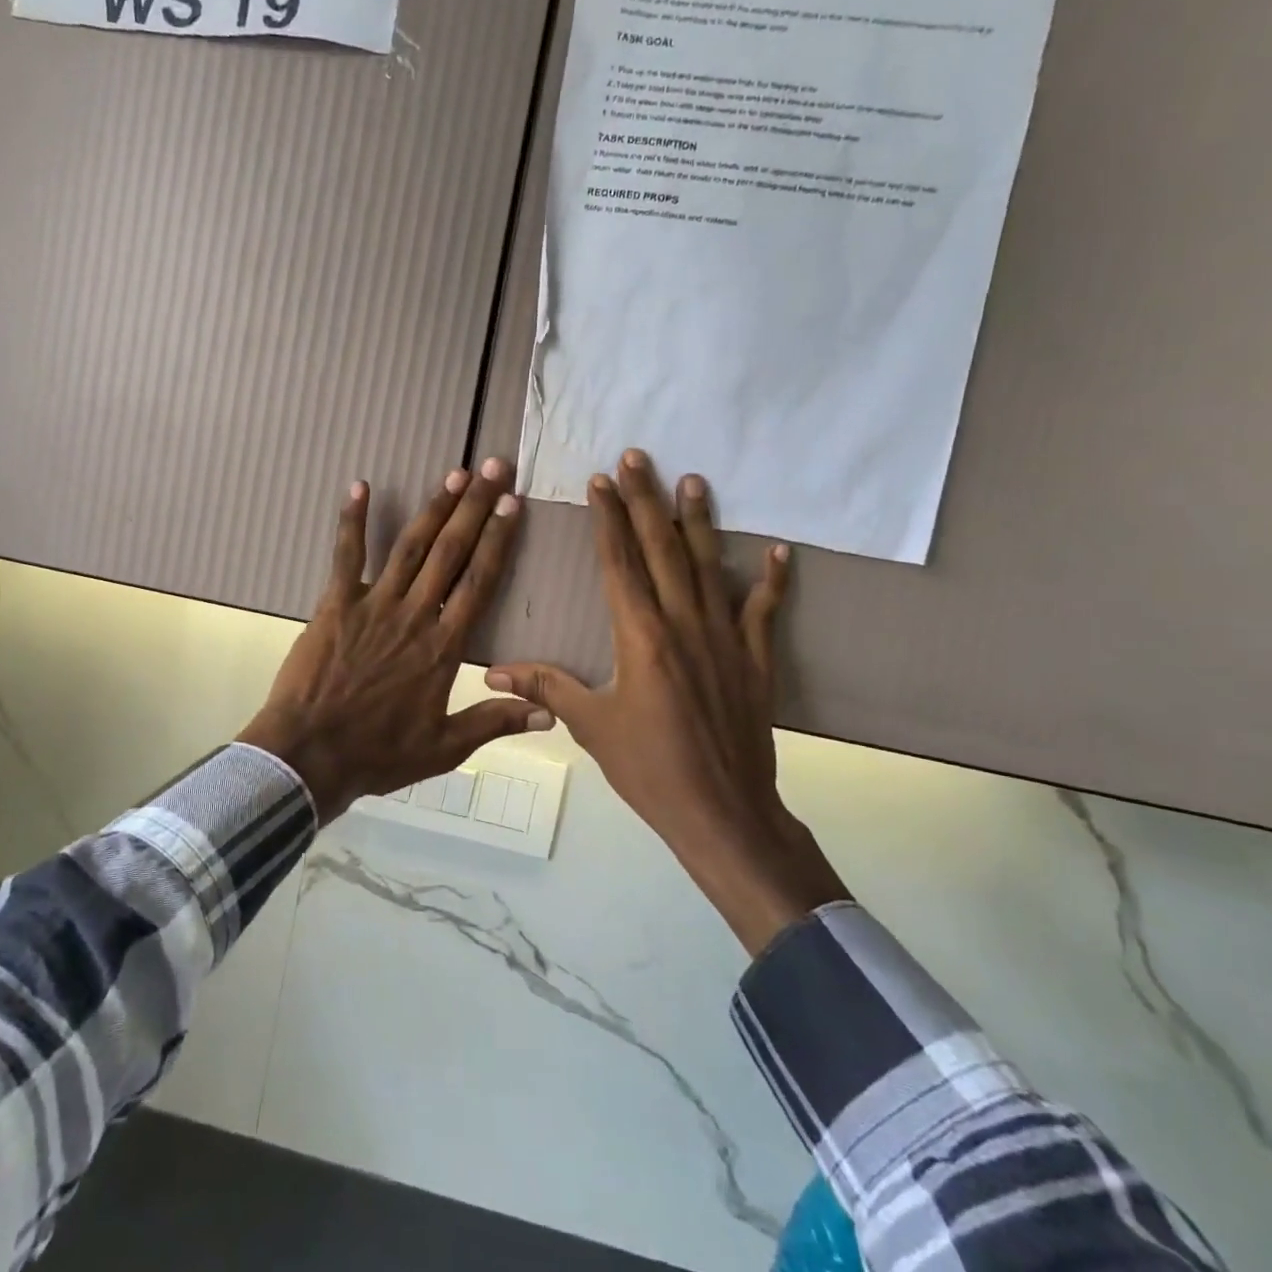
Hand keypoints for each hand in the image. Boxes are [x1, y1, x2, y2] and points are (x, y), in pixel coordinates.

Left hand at [239, 459, 554, 821]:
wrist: (309, 754)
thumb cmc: (378, 753)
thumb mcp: (444, 748)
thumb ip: (494, 722)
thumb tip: (549, 714)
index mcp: (443, 646)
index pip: (479, 582)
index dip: (498, 540)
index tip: (513, 505)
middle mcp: (414, 614)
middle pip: (450, 552)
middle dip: (475, 508)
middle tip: (493, 469)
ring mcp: (372, 604)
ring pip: (410, 547)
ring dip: (433, 509)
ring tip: (454, 475)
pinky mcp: (335, 604)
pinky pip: (345, 556)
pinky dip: (351, 520)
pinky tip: (358, 486)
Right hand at [487, 450, 847, 953]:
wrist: (722, 813)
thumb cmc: (649, 768)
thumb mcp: (591, 726)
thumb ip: (547, 686)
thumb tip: (492, 670)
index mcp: (640, 636)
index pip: (620, 563)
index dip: (608, 518)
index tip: (601, 481)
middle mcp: (684, 624)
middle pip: (662, 550)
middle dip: (647, 500)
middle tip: (639, 457)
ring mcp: (725, 639)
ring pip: (710, 567)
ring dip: (700, 522)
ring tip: (694, 481)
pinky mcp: (755, 660)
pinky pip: (764, 611)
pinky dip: (772, 581)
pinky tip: (778, 552)